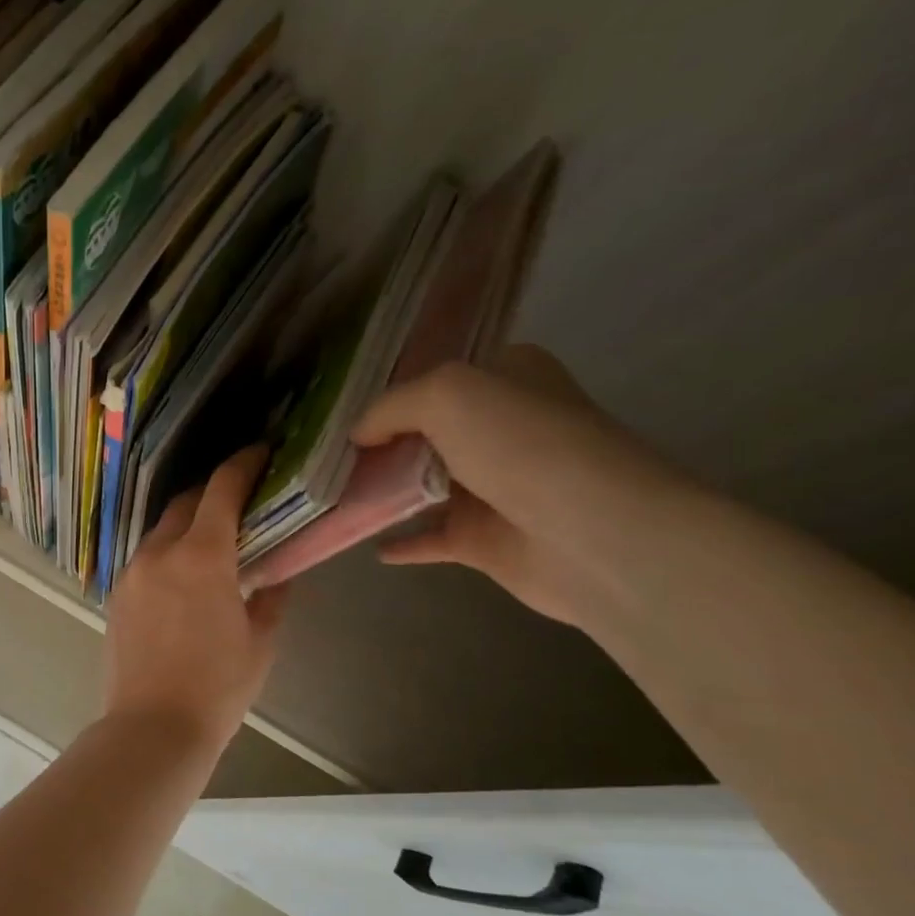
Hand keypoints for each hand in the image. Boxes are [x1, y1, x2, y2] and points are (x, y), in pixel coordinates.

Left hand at [103, 447, 290, 755]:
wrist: (152, 728)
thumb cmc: (217, 687)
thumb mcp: (260, 641)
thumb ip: (272, 595)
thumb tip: (279, 571)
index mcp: (201, 556)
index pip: (221, 489)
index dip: (243, 463)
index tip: (260, 452)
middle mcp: (159, 553)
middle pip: (186, 502)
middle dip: (214, 493)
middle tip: (242, 500)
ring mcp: (131, 572)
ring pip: (162, 530)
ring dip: (188, 524)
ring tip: (214, 540)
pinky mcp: (116, 594)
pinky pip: (146, 557)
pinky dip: (168, 552)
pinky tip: (184, 574)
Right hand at [349, 347, 685, 628]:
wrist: (591, 534)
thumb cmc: (521, 445)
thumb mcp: (446, 394)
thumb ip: (391, 406)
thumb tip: (358, 433)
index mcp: (507, 378)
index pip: (439, 374)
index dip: (391, 386)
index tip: (339, 402)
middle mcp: (502, 428)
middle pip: (425, 430)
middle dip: (378, 440)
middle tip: (323, 449)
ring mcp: (494, 486)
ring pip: (421, 484)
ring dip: (381, 489)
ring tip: (329, 493)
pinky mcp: (484, 539)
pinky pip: (428, 537)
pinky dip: (399, 540)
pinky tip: (362, 541)